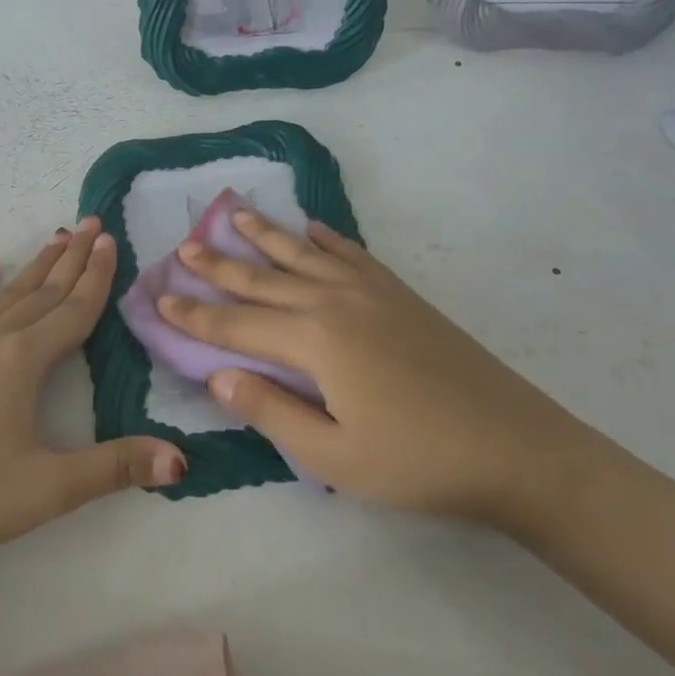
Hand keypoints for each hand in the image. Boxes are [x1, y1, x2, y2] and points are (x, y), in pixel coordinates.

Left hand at [0, 218, 186, 566]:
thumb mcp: (52, 489)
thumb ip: (117, 468)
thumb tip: (182, 460)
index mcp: (22, 361)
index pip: (72, 309)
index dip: (96, 276)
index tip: (111, 239)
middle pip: (43, 291)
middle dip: (72, 257)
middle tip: (93, 221)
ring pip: (7, 294)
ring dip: (36, 265)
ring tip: (57, 235)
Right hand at [156, 209, 589, 525]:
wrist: (515, 447)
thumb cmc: (418, 462)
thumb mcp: (333, 457)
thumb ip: (270, 411)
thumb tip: (217, 375)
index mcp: (314, 341)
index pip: (237, 324)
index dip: (195, 315)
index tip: (159, 298)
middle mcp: (334, 302)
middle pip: (263, 278)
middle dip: (219, 265)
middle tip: (184, 245)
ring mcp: (370, 292)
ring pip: (303, 254)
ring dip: (265, 235)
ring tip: (235, 213)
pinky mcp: (399, 294)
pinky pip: (350, 254)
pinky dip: (325, 238)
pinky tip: (311, 228)